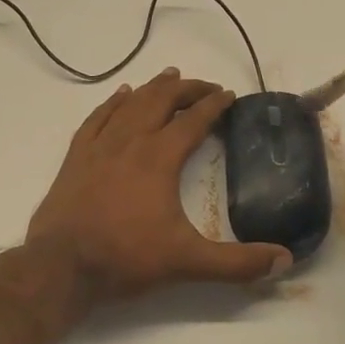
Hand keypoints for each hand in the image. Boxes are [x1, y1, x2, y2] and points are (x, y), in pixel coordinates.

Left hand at [27, 69, 290, 302]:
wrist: (61, 267)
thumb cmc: (125, 258)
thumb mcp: (187, 262)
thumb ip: (237, 263)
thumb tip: (284, 260)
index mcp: (159, 158)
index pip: (193, 121)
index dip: (214, 105)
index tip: (229, 95)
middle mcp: (130, 142)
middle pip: (162, 101)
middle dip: (187, 90)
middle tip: (206, 87)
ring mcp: (99, 146)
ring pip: (130, 104)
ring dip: (153, 88)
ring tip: (170, 77)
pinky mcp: (76, 157)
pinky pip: (98, 117)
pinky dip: (113, 102)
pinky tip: (121, 95)